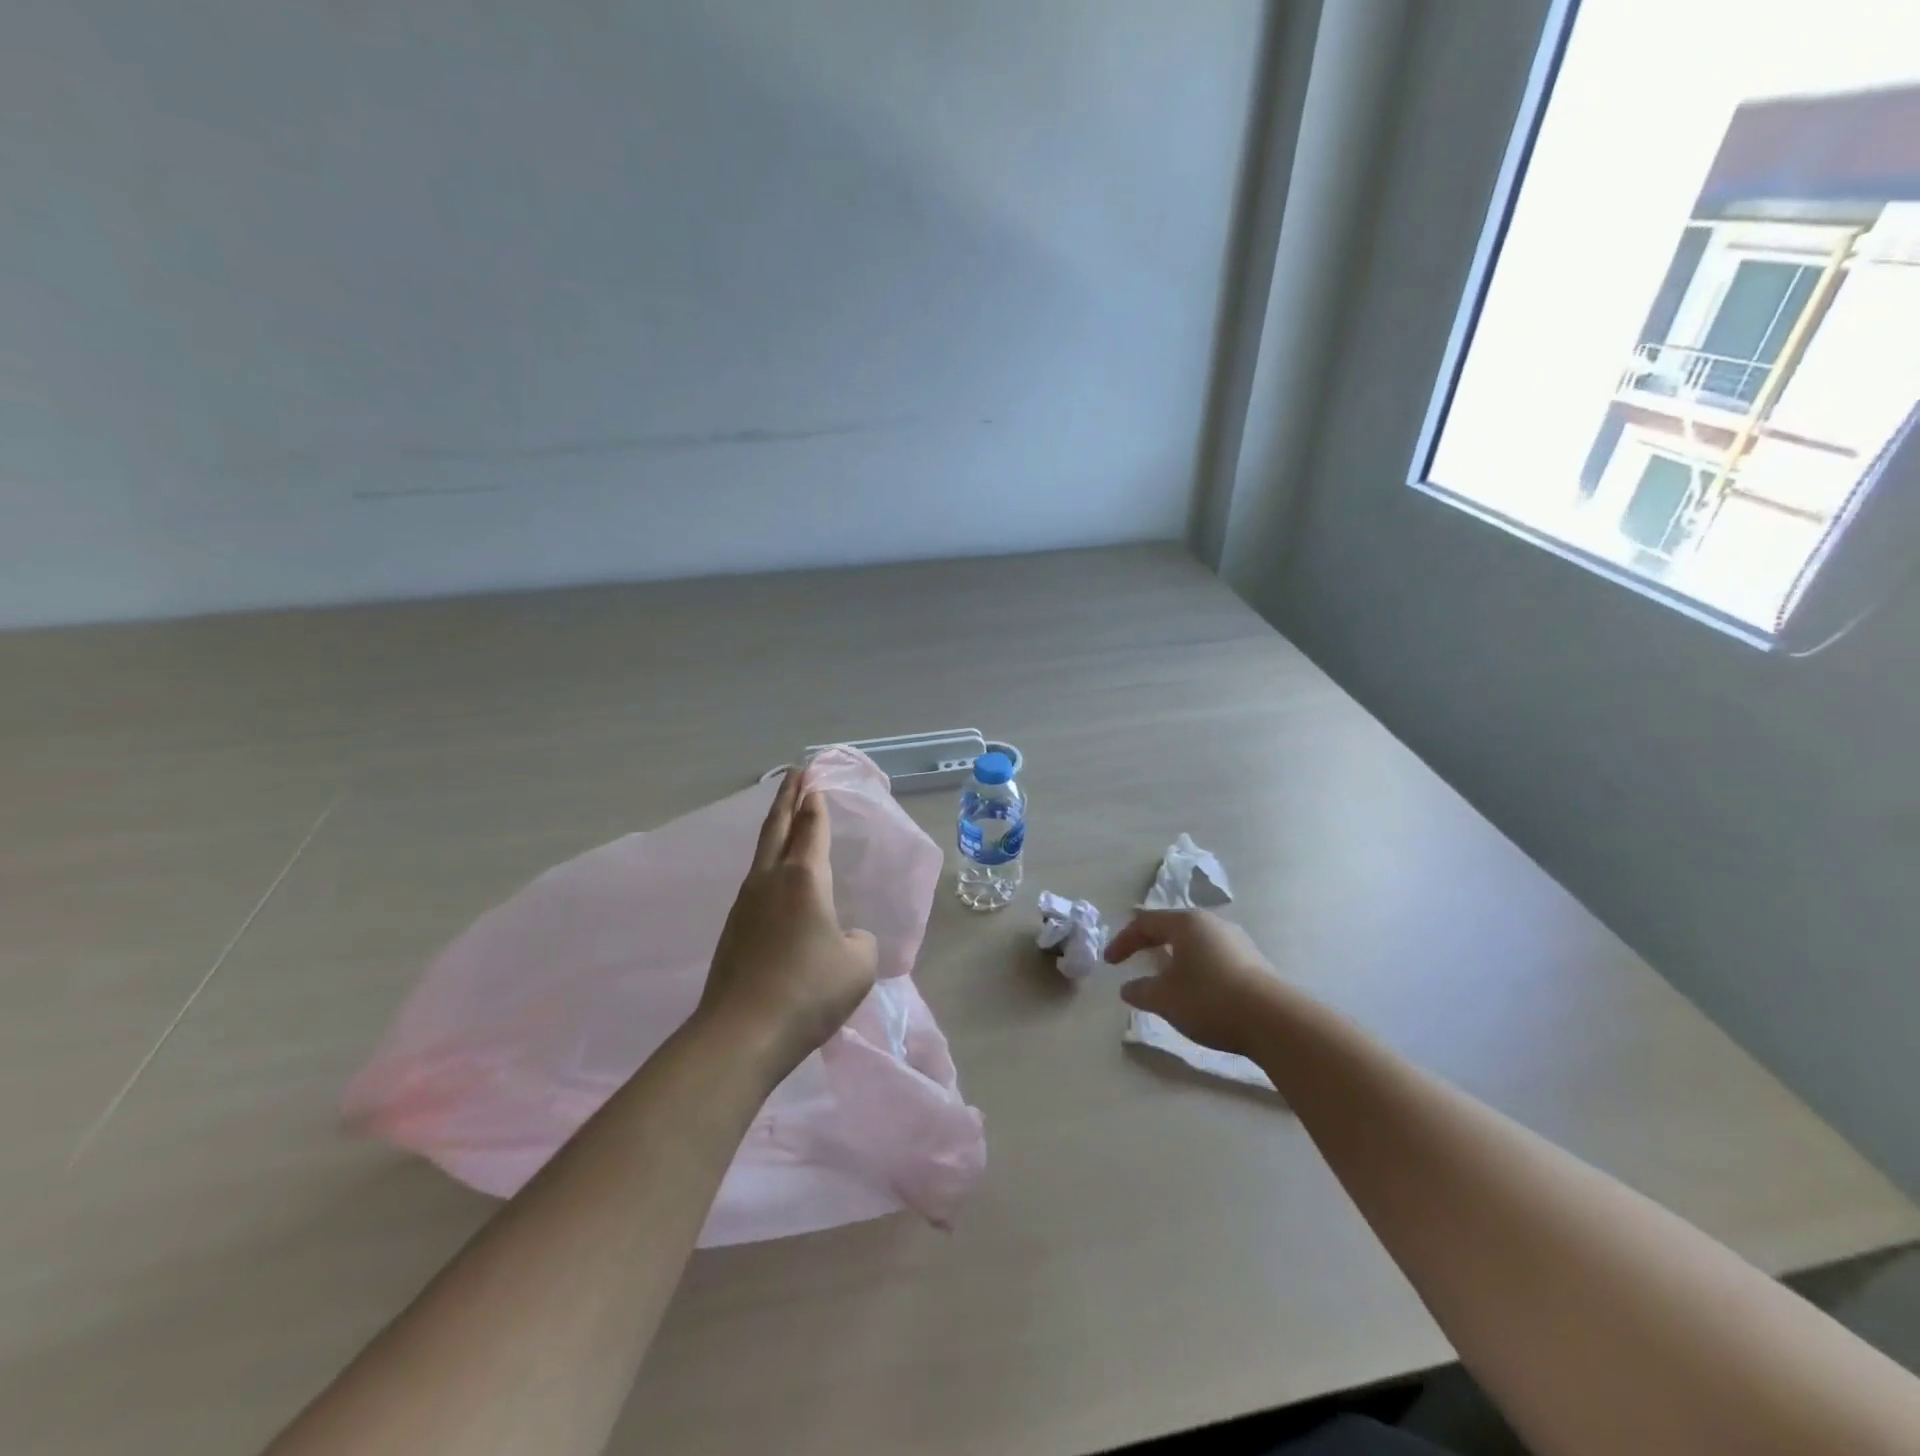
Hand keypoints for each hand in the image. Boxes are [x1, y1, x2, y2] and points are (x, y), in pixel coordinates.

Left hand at [697, 767, 879, 1083]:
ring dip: (775, 828)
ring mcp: (746, 904)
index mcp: (805, 878)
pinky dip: (769, 863)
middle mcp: (771, 880)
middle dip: (788, 797)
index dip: (815, 800)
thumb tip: (843, 937)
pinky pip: (757, 882)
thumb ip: (859, 941)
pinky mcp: (734, 930)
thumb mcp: (858, 965)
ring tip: (785, 818)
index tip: (812, 776)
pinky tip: (777, 880)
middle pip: (777, 827)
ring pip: (762, 853)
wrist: (741, 1034)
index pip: (811, 826)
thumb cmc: (809, 991)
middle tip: (794, 773)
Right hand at [1103, 909, 1282, 1058]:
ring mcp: (1237, 942)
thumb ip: (1140, 991)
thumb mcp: (1165, 999)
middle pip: (1172, 928)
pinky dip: (1196, 970)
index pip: (1145, 923)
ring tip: (1165, 979)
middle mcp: (1213, 924)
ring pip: (1195, 944)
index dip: (1123, 941)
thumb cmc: (1209, 1000)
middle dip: (1150, 944)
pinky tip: (1197, 992)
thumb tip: (1127, 988)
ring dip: (1175, 958)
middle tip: (1134, 959)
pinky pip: (1214, 958)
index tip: (1109, 963)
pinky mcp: (1254, 963)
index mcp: (1187, 923)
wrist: (1275, 1021)